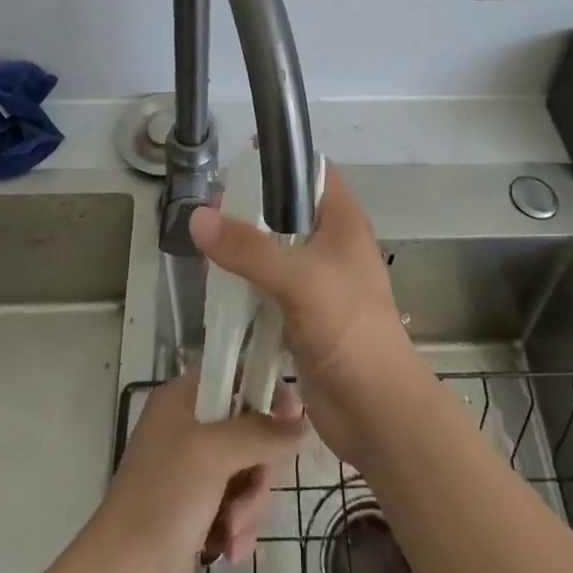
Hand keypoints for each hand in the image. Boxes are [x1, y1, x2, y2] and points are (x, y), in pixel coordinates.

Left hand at [87, 369, 304, 572]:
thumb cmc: (163, 499)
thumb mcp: (214, 453)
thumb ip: (262, 432)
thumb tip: (303, 423)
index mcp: (182, 399)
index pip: (234, 373)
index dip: (264, 389)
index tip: (292, 413)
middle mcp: (187, 429)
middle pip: (248, 427)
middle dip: (259, 464)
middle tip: (256, 484)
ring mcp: (192, 474)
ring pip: (247, 471)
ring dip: (250, 503)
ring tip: (233, 528)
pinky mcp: (198, 514)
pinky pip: (237, 507)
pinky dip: (239, 527)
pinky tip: (228, 550)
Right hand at [188, 175, 421, 464]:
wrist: (376, 411)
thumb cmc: (348, 328)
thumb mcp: (298, 279)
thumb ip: (247, 248)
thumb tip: (197, 216)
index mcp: (342, 223)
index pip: (313, 172)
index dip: (281, 161)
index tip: (241, 161)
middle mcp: (330, 246)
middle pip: (287, 211)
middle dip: (251, 210)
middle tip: (212, 211)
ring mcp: (317, 283)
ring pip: (274, 251)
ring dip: (244, 251)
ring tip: (206, 249)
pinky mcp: (303, 316)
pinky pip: (268, 288)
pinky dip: (245, 285)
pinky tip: (217, 289)